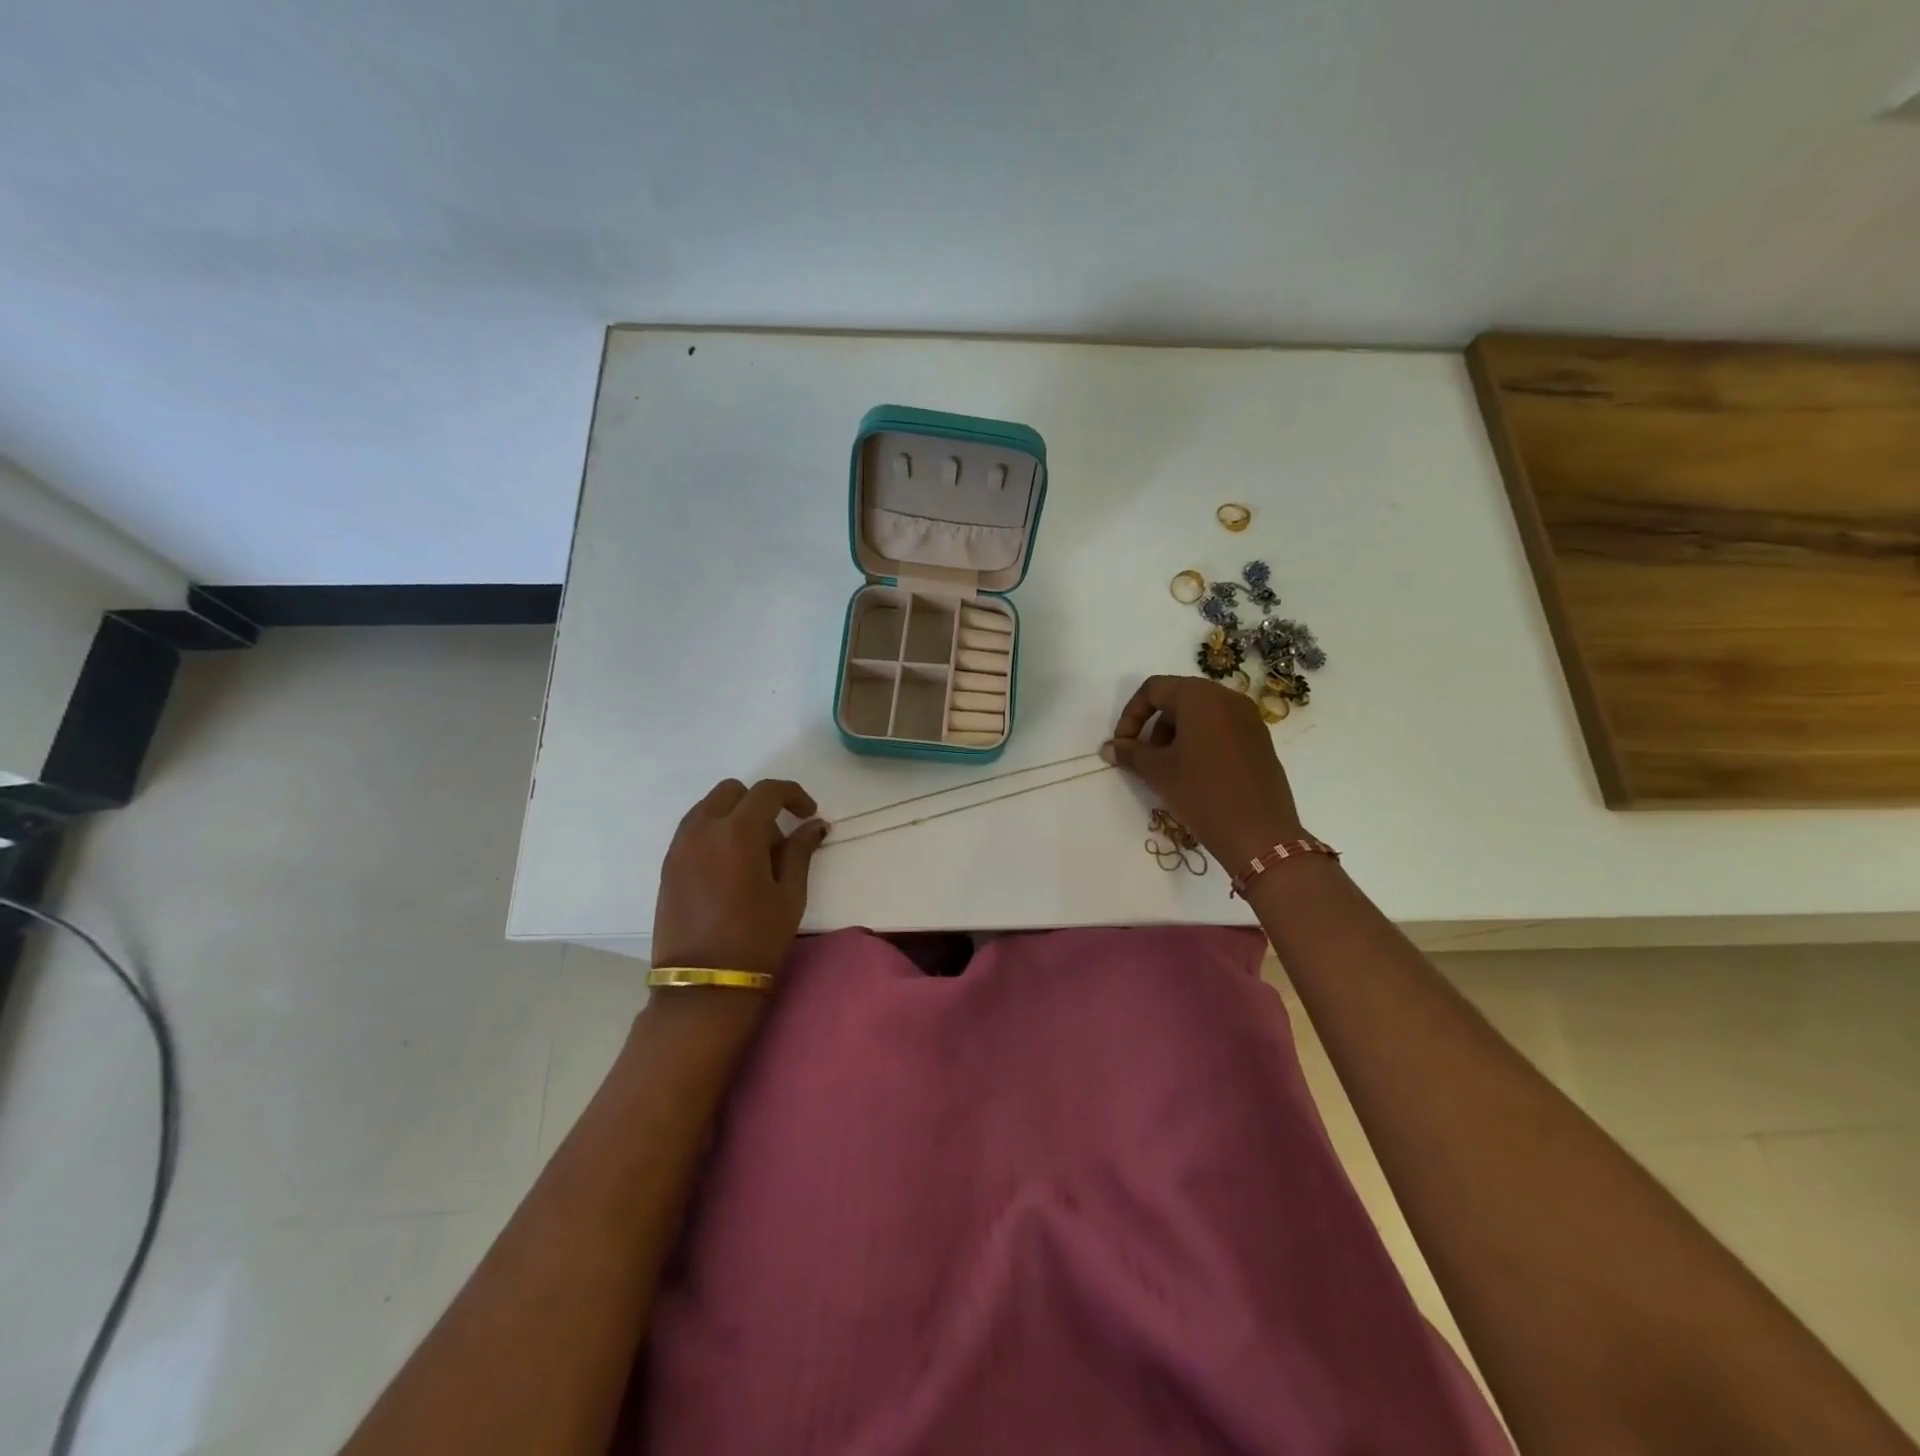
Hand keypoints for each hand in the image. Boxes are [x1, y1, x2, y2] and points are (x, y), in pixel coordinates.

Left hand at [652, 778, 829, 977]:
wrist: (704, 985)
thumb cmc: (756, 939)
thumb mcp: (789, 895)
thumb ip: (800, 851)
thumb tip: (814, 825)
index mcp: (737, 833)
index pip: (767, 792)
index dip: (793, 794)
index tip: (808, 813)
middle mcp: (703, 830)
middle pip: (732, 791)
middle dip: (760, 802)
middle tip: (778, 837)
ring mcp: (680, 847)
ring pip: (709, 807)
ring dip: (735, 815)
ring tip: (753, 854)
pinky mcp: (668, 866)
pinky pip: (693, 829)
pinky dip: (715, 832)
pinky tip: (730, 867)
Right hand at [1102, 675, 1305, 868]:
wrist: (1259, 833)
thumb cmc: (1202, 793)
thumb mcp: (1158, 772)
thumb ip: (1130, 753)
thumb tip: (1109, 747)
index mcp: (1200, 697)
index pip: (1154, 689)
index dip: (1131, 714)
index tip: (1123, 744)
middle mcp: (1227, 698)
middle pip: (1178, 699)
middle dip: (1154, 725)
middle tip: (1145, 758)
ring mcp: (1249, 718)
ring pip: (1201, 715)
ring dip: (1176, 735)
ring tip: (1169, 769)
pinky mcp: (1260, 740)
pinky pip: (1221, 729)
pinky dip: (1201, 742)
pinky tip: (1195, 775)